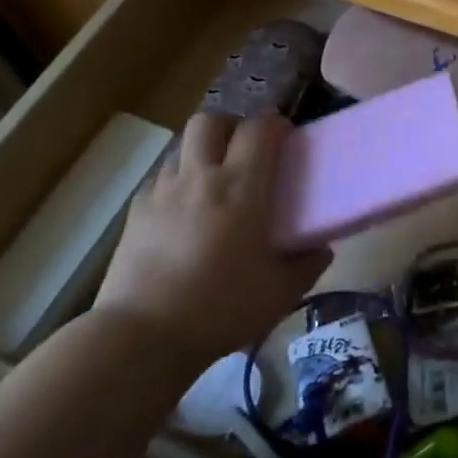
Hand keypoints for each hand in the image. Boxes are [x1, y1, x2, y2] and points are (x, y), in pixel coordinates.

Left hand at [93, 112, 329, 376]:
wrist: (142, 336)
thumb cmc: (220, 308)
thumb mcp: (280, 293)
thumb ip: (307, 265)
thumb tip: (322, 250)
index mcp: (241, 188)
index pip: (259, 128)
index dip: (275, 124)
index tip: (286, 139)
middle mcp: (200, 178)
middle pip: (211, 121)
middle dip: (231, 127)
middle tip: (246, 154)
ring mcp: (162, 192)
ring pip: (182, 147)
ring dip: (203, 154)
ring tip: (214, 186)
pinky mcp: (135, 213)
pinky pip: (161, 180)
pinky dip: (178, 184)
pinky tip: (185, 216)